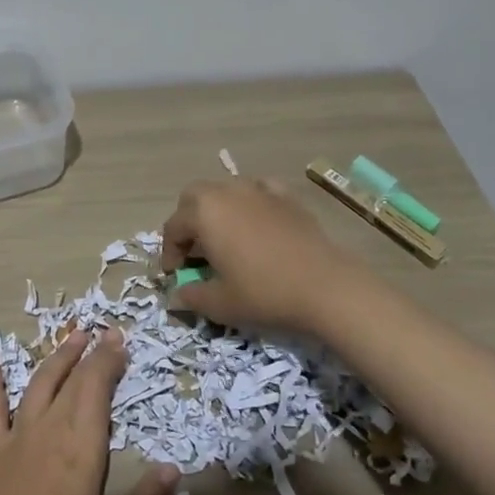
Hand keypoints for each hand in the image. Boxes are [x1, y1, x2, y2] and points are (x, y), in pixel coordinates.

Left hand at [0, 330, 179, 494]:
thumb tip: (174, 469)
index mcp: (82, 445)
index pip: (97, 389)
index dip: (109, 361)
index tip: (120, 341)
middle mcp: (51, 427)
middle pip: (72, 380)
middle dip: (91, 353)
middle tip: (105, 332)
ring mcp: (18, 435)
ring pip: (39, 383)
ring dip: (57, 357)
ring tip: (72, 336)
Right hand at [160, 177, 362, 335]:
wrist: (326, 287)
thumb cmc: (264, 293)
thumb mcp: (219, 304)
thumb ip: (191, 296)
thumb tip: (176, 296)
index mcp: (203, 213)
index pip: (173, 227)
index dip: (169, 253)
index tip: (175, 276)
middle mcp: (227, 192)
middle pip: (194, 198)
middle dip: (188, 222)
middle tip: (194, 251)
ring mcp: (258, 190)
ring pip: (225, 190)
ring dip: (217, 210)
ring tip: (224, 238)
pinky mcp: (286, 196)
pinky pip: (258, 190)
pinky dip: (250, 202)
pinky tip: (256, 221)